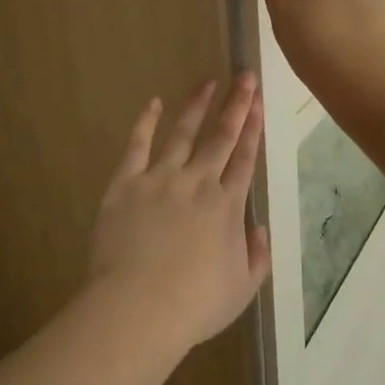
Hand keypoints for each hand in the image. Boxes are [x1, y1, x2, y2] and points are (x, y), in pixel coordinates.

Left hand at [88, 75, 271, 348]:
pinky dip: (146, 122)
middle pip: (220, 136)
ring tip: (207, 82)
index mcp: (226, 205)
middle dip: (235, 104)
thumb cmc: (194, 305)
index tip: (258, 101)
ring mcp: (160, 179)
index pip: (245, 157)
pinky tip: (154, 103)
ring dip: (196, 106)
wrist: (138, 308)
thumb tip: (259, 228)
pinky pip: (137, 145)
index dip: (253, 127)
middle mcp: (197, 182)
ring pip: (182, 133)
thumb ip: (256, 256)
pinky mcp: (126, 183)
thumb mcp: (242, 289)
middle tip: (244, 77)